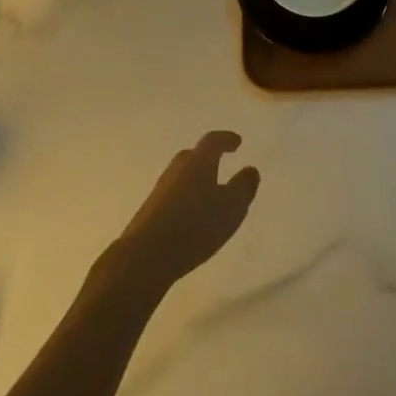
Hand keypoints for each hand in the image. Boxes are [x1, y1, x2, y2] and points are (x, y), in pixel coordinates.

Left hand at [112, 132, 259, 298]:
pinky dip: (186, 198)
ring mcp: (160, 190)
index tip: (237, 142)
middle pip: (193, 156)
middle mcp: (177, 169)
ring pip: (182, 176)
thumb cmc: (195, 226)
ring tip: (209, 193)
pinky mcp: (150, 211)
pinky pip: (174, 195)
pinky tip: (192, 216)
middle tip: (221, 163)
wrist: (145, 256)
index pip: (213, 141)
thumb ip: (244, 187)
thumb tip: (251, 170)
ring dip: (196, 179)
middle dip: (208, 158)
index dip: (226, 139)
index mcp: (198, 162)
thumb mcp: (231, 207)